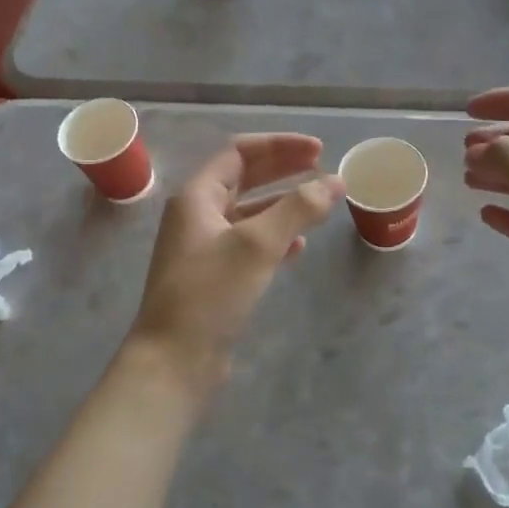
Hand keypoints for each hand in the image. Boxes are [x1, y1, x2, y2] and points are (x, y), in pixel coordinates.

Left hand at [129, 134, 342, 394]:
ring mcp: (204, 248)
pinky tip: (299, 247)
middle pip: (244, 179)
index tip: (319, 151)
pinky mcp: (215, 278)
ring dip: (283, 204)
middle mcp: (197, 216)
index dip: (280, 146)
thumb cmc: (210, 293)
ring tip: (319, 205)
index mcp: (197, 196)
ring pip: (249, 213)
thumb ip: (298, 208)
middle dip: (284, 170)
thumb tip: (335, 181)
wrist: (174, 360)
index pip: (239, 152)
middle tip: (323, 169)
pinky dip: (275, 238)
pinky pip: (249, 245)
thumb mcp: (257, 244)